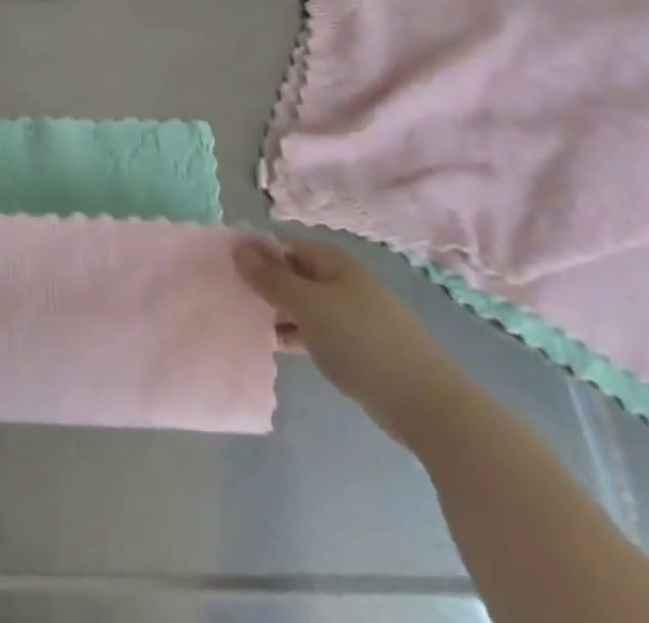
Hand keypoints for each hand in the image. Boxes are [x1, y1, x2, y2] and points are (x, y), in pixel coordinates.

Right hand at [236, 236, 468, 444]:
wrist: (426, 403)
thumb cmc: (361, 342)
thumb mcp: (308, 306)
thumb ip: (271, 278)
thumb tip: (238, 247)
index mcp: (331, 260)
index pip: (281, 244)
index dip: (253, 253)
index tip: (222, 269)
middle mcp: (340, 278)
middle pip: (291, 272)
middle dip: (262, 283)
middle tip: (228, 298)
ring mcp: (350, 312)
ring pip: (302, 302)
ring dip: (276, 311)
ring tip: (243, 322)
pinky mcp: (356, 343)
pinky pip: (315, 328)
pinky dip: (295, 332)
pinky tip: (274, 346)